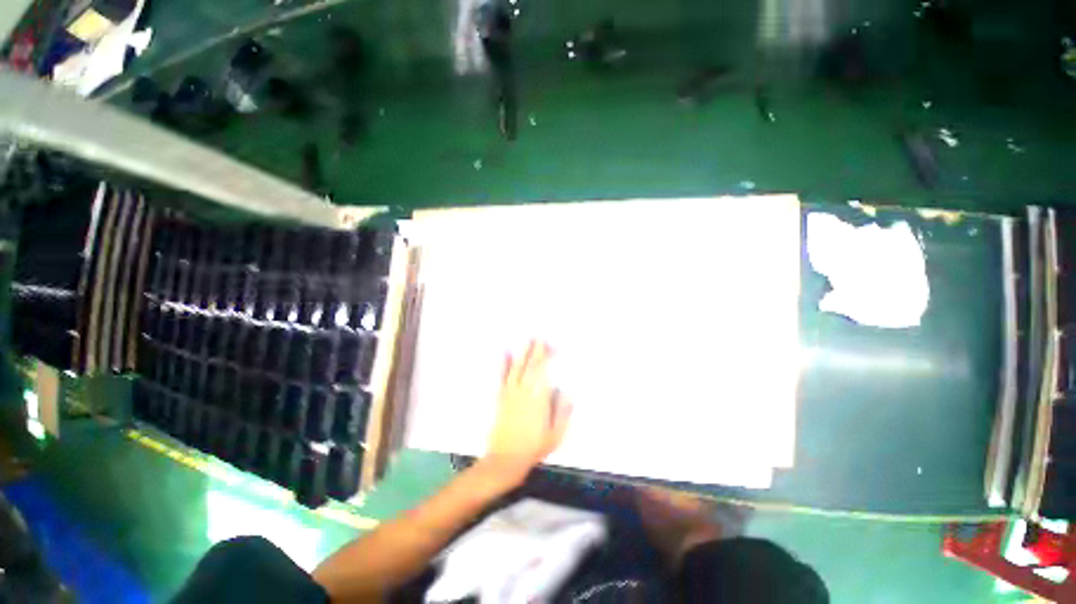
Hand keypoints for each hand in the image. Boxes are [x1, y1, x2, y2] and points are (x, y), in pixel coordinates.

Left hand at [482, 341, 572, 485]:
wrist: (506, 459)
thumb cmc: (534, 448)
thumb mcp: (555, 434)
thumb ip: (562, 411)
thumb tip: (565, 390)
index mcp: (539, 399)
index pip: (544, 372)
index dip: (549, 358)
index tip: (554, 347)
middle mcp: (524, 392)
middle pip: (532, 366)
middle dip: (537, 350)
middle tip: (541, 336)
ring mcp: (511, 393)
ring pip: (518, 368)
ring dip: (523, 352)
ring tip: (527, 339)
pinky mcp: (501, 397)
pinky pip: (503, 377)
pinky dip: (504, 364)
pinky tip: (505, 353)